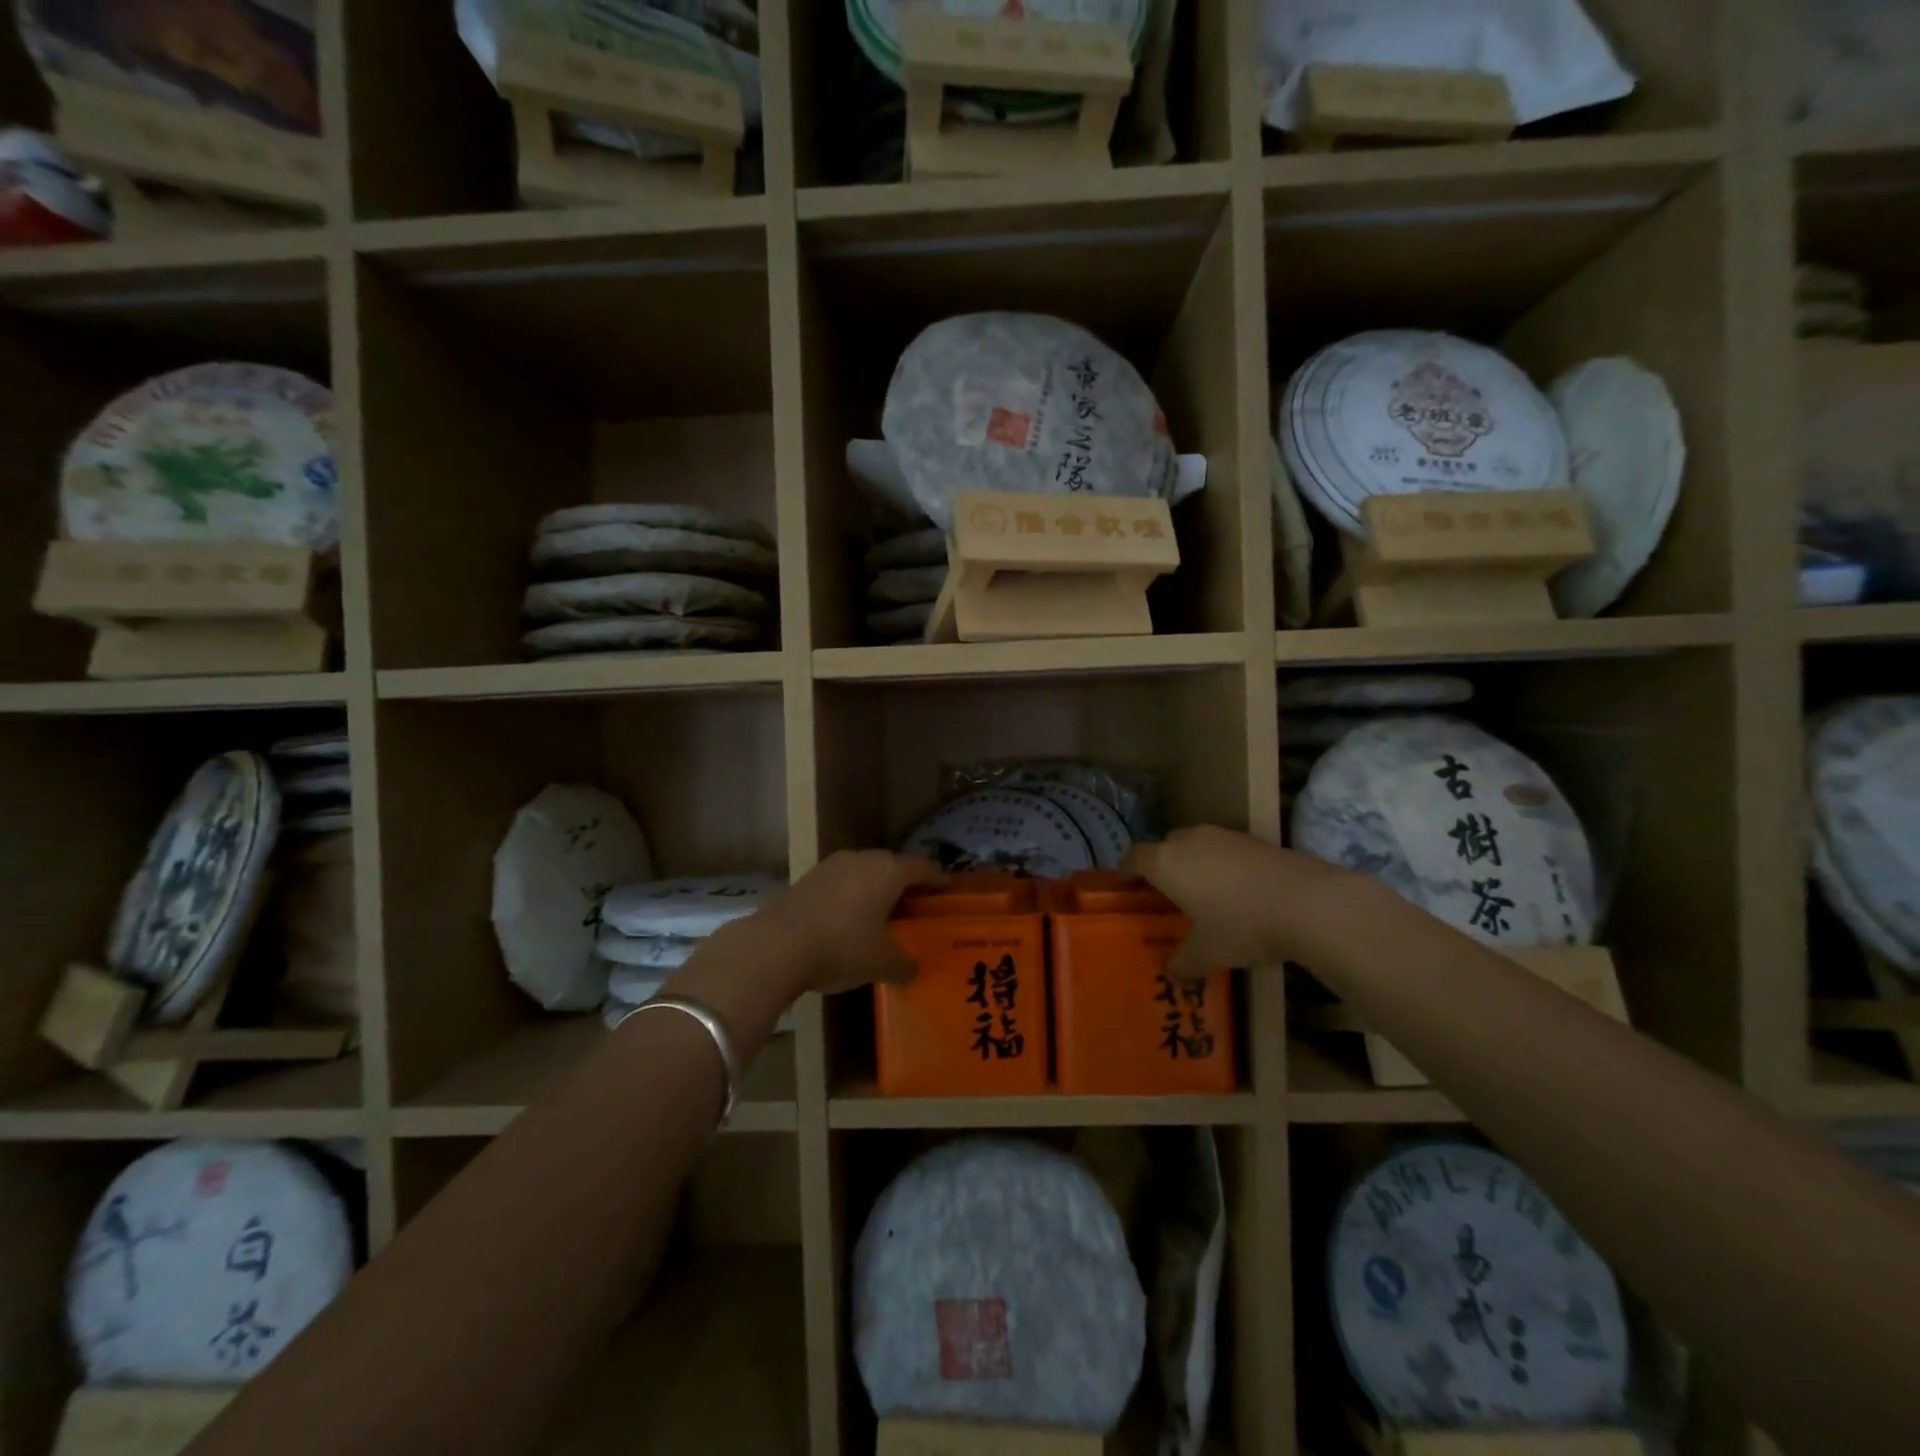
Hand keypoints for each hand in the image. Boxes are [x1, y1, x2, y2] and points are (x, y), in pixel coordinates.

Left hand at [757, 850, 945, 995]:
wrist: (776, 946)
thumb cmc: (842, 947)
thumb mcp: (882, 963)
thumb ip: (904, 964)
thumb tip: (912, 970)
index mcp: (888, 872)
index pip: (922, 868)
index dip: (938, 879)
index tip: (947, 889)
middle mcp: (862, 859)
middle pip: (893, 866)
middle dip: (906, 884)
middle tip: (916, 905)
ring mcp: (832, 866)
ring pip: (865, 872)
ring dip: (876, 889)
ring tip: (883, 913)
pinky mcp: (808, 878)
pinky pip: (842, 882)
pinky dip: (852, 896)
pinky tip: (849, 919)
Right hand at [1125, 825, 1360, 975]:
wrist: (1308, 902)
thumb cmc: (1242, 925)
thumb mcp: (1209, 953)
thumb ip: (1184, 963)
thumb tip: (1171, 975)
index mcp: (1166, 863)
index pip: (1134, 857)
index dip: (1127, 872)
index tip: (1127, 888)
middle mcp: (1189, 841)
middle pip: (1165, 847)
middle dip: (1163, 867)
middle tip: (1168, 896)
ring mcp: (1223, 835)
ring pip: (1196, 845)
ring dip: (1195, 864)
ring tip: (1205, 894)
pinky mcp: (1253, 838)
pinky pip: (1225, 849)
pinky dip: (1223, 865)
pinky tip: (1239, 891)